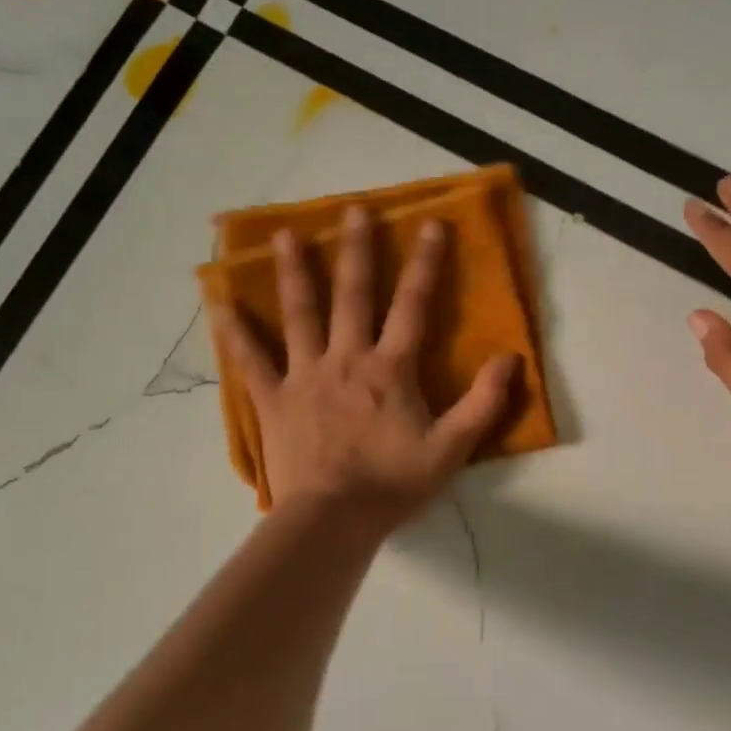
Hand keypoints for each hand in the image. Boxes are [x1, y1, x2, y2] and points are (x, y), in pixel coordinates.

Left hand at [215, 205, 518, 531]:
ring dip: (295, 272)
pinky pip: (250, 359)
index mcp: (390, 368)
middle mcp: (347, 358)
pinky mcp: (274, 398)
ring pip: (299, 314)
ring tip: (287, 235)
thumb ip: (483, 403)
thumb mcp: (452, 449)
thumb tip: (510, 359)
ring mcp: (305, 375)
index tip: (430, 225)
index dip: (425, 264)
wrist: (331, 520)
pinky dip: (234, 330)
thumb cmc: (393, 484)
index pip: (413, 305)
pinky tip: (219, 301)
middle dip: (357, 250)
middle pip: (352, 295)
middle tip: (355, 210)